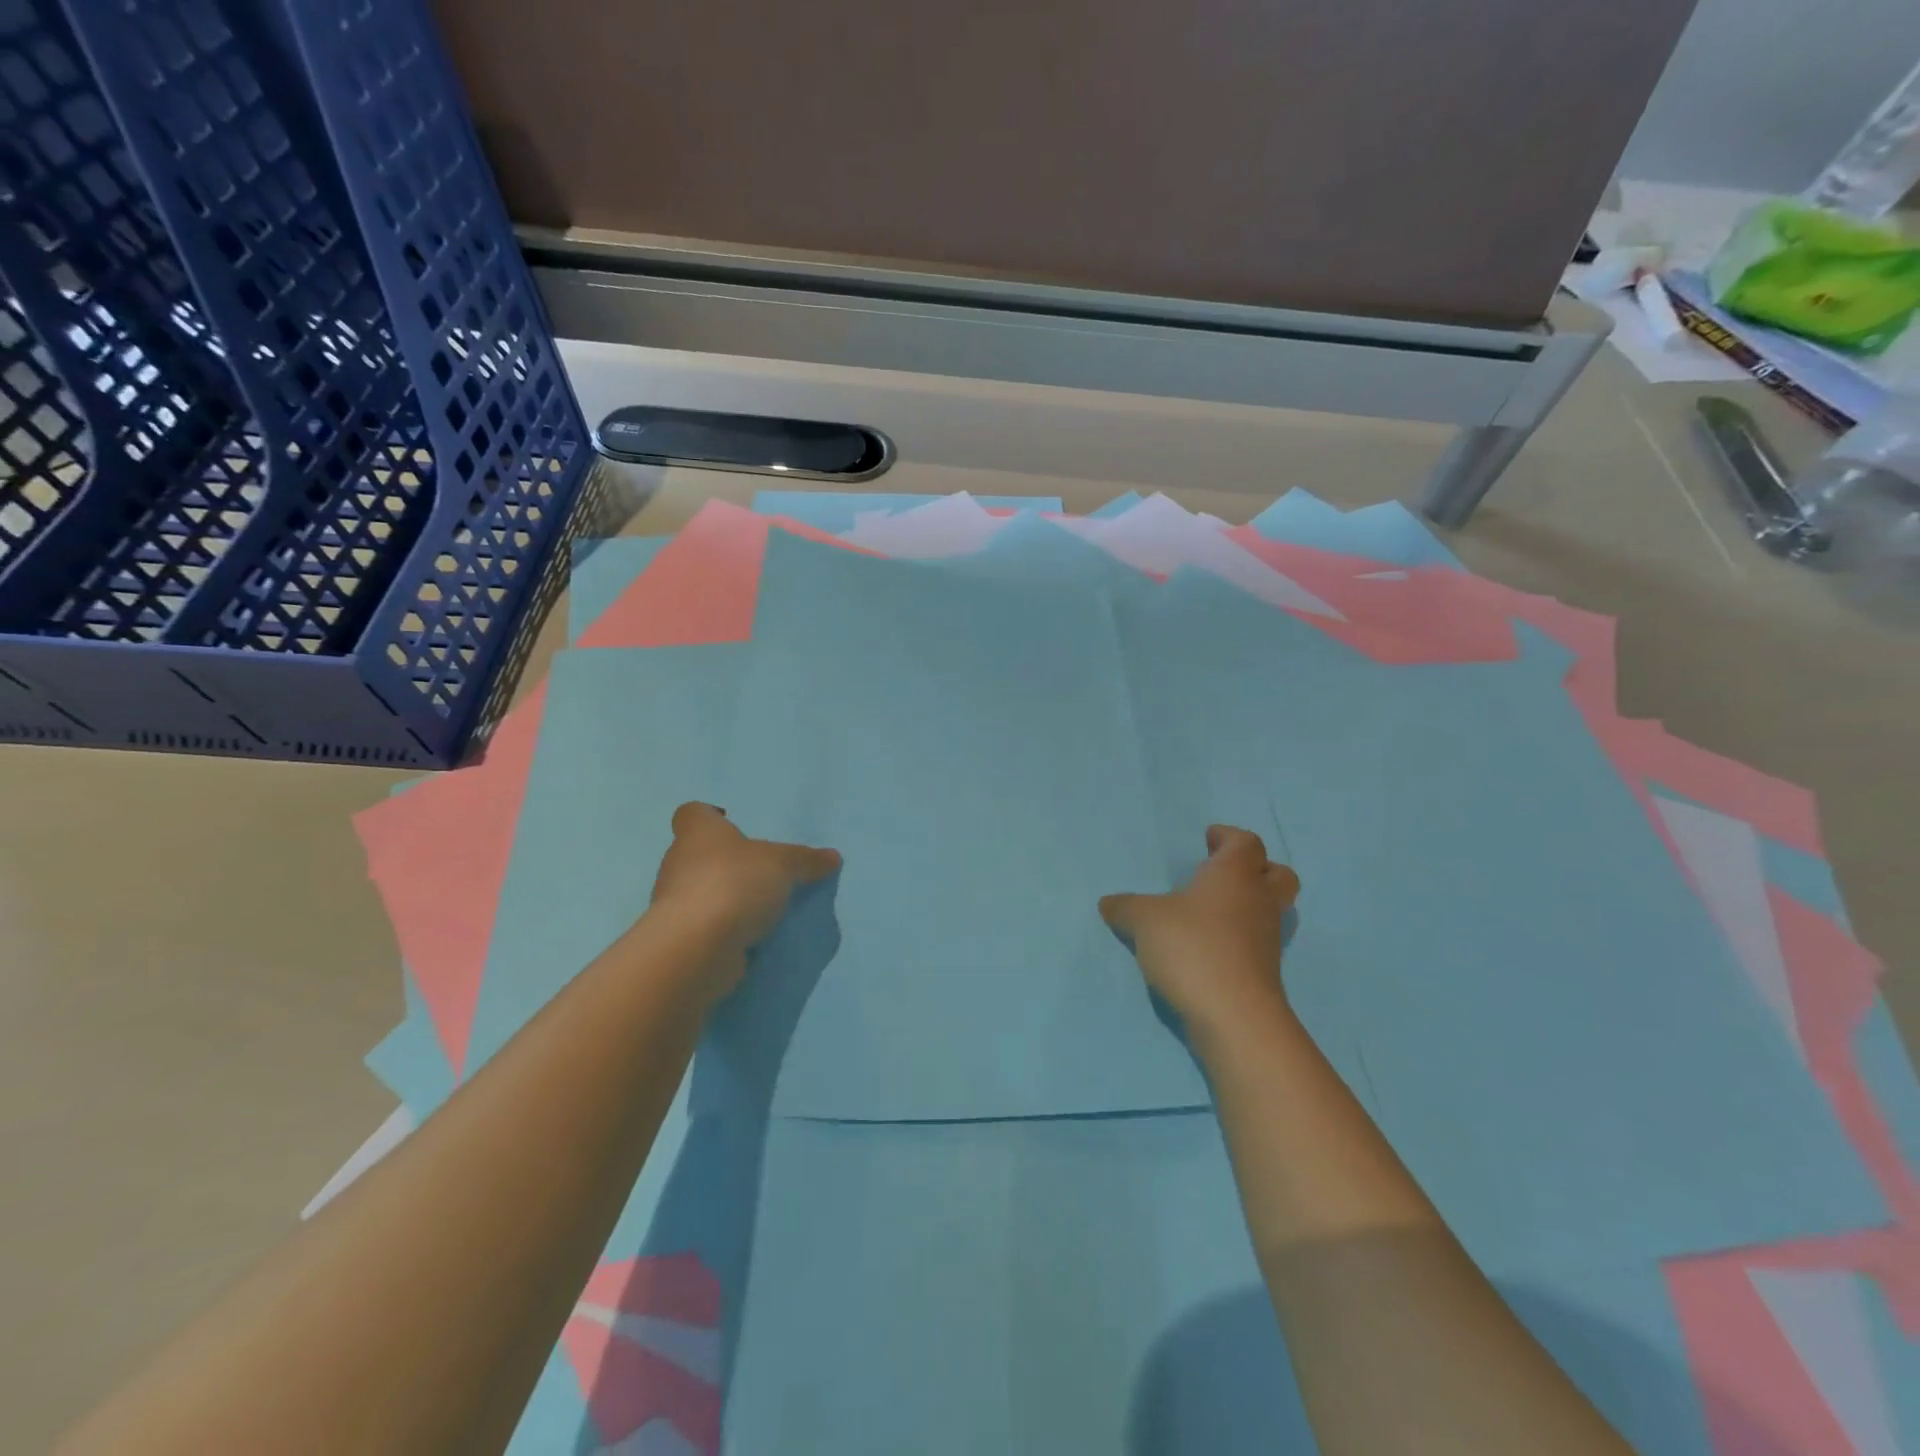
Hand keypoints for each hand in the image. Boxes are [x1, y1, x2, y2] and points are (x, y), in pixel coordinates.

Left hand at [649, 803, 840, 1000]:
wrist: (696, 948)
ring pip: (702, 892)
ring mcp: (675, 904)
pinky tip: (752, 935)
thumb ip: (806, 860)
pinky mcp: (681, 939)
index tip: (732, 823)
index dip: (711, 815)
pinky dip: (725, 928)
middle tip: (762, 870)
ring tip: (762, 906)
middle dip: (727, 861)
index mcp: (698, 833)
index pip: (693, 813)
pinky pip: (707, 925)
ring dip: (727, 897)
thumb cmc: (734, 884)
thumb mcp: (783, 864)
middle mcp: (679, 863)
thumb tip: (832, 857)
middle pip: (699, 854)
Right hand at [1100, 825, 1299, 1037]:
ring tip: (1207, 913)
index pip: (1246, 842)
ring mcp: (1267, 938)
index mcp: (1236, 874)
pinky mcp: (1264, 971)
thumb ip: (1126, 907)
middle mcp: (1259, 900)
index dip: (1228, 837)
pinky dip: (1237, 938)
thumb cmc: (1192, 947)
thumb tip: (1109, 903)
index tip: (1208, 839)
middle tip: (1222, 872)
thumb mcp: (1144, 920)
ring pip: (1268, 909)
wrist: (1232, 1015)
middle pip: (1277, 873)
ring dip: (1246, 905)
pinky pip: (1256, 941)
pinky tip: (1206, 946)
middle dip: (1256, 868)